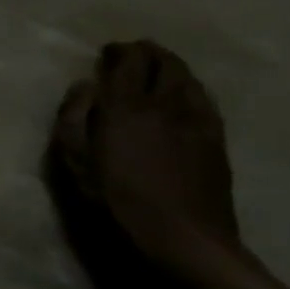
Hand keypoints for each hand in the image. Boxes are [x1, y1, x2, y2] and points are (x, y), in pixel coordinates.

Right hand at [49, 40, 242, 271]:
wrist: (183, 237)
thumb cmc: (117, 201)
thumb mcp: (74, 163)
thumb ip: (73, 117)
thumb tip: (84, 85)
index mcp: (127, 106)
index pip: (129, 61)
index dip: (120, 51)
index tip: (108, 53)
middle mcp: (166, 103)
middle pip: (164, 62)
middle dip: (147, 52)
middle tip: (132, 56)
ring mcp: (197, 119)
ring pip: (188, 77)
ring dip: (171, 67)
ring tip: (157, 70)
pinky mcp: (216, 138)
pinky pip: (204, 98)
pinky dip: (190, 87)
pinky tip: (183, 96)